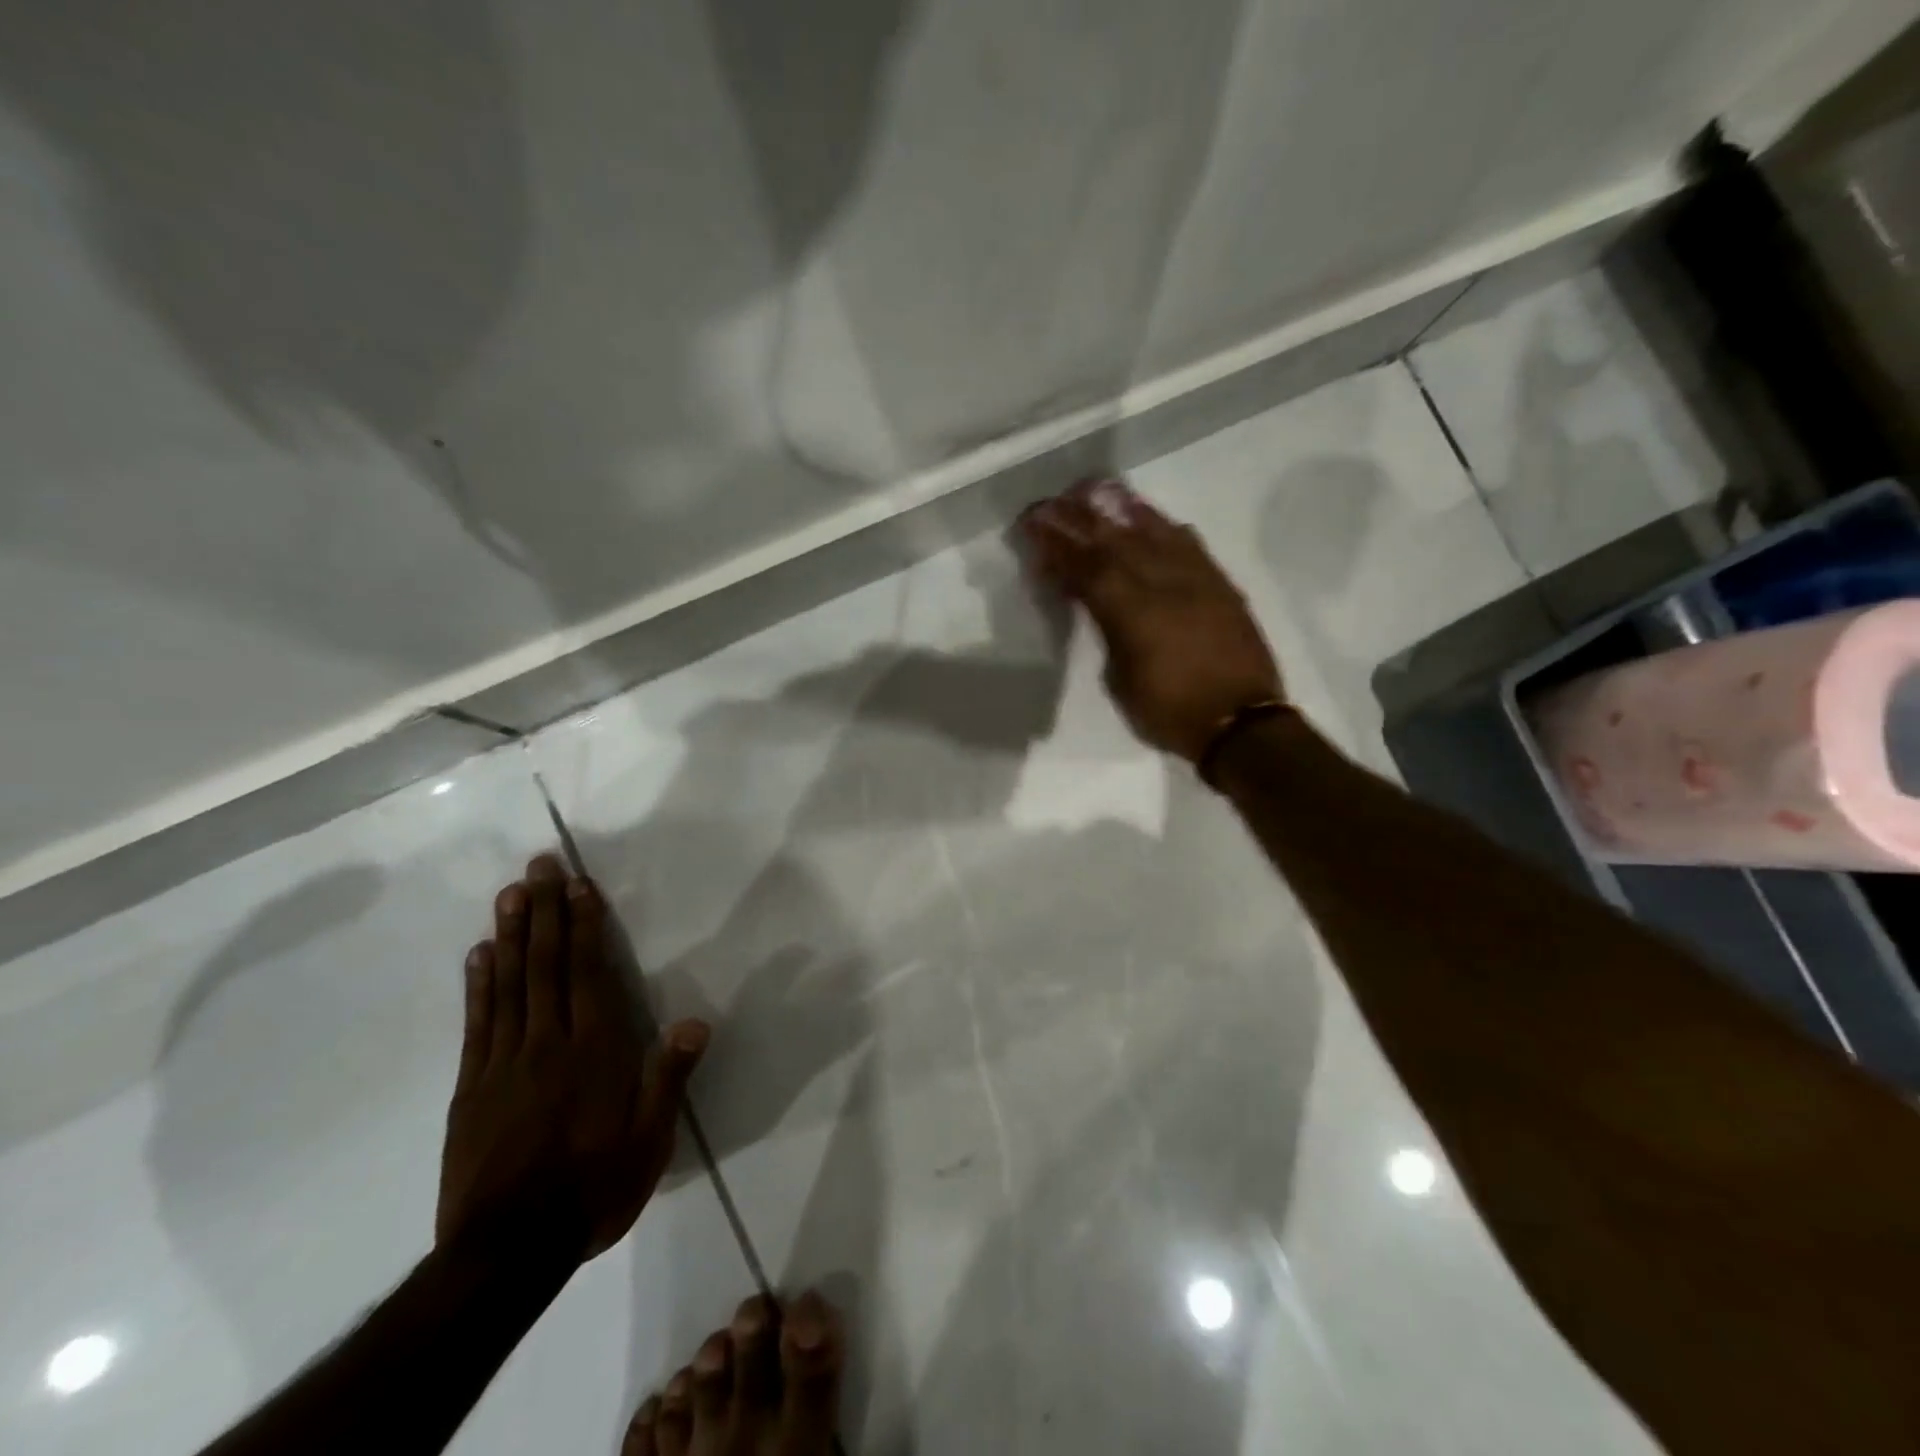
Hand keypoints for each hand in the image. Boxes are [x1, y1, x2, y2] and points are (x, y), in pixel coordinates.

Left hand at [437, 856, 708, 1261]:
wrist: (506, 1253)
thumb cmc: (593, 1190)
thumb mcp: (649, 1142)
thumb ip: (668, 1078)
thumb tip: (695, 1021)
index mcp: (595, 1052)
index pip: (589, 975)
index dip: (584, 927)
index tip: (578, 886)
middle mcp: (548, 1044)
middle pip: (545, 966)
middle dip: (544, 911)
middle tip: (537, 865)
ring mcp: (503, 1062)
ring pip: (509, 984)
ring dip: (511, 934)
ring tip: (510, 893)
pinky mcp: (471, 1087)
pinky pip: (478, 1023)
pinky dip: (479, 984)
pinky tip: (479, 954)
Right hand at [1021, 478, 1283, 762]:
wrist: (1241, 724)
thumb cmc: (1170, 712)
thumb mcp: (1121, 679)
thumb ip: (1106, 631)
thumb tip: (1094, 603)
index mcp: (1132, 613)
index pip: (1086, 568)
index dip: (1057, 544)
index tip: (1033, 524)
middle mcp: (1164, 585)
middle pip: (1116, 541)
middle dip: (1080, 519)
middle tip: (1053, 501)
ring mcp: (1197, 580)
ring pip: (1154, 533)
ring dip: (1122, 510)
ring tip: (1097, 493)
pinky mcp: (1222, 585)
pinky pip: (1190, 545)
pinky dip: (1165, 527)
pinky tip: (1151, 518)